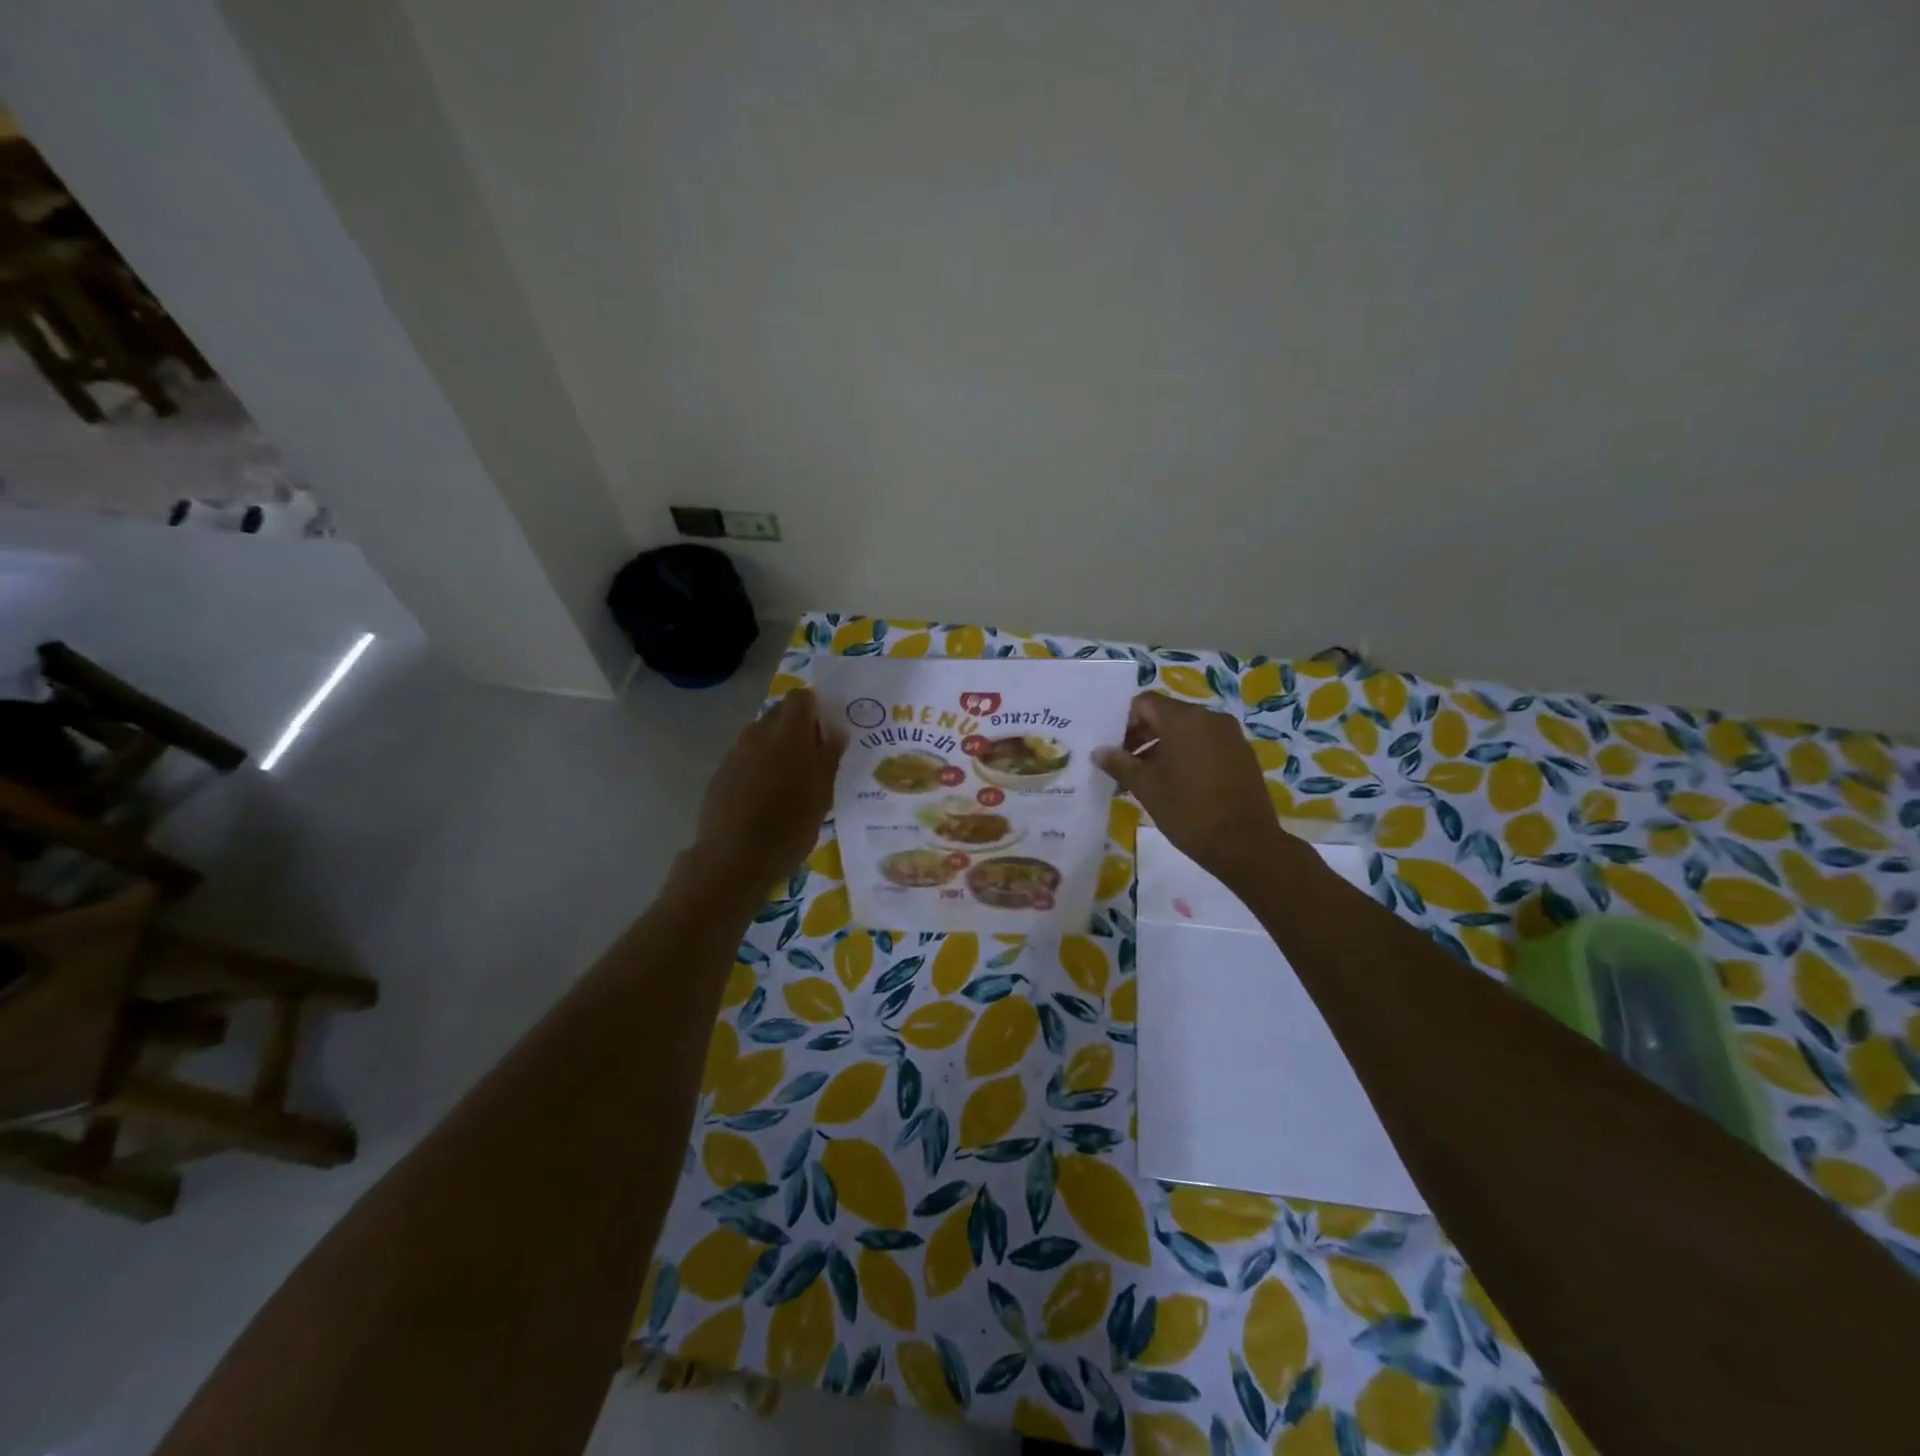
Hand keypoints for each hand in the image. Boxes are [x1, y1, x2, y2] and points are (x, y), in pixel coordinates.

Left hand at [690, 688, 845, 892]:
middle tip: (812, 758)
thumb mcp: (822, 794)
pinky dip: (758, 768)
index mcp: (788, 733)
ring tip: (789, 782)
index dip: (815, 709)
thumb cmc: (790, 826)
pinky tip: (765, 798)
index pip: (801, 697)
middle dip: (796, 728)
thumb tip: (836, 732)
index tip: (825, 733)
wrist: (735, 859)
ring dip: (776, 749)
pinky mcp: (721, 775)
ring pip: (761, 737)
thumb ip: (829, 757)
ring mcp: (735, 754)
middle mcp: (758, 734)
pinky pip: (746, 759)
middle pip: (779, 714)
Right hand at [1093, 692, 1290, 887]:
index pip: (1144, 703)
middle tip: (1128, 765)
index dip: (1125, 722)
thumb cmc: (1188, 811)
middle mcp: (1209, 717)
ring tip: (1151, 778)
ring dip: (1165, 746)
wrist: (1245, 844)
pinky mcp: (1242, 754)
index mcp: (1183, 719)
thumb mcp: (1145, 787)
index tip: (1117, 751)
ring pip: (1187, 730)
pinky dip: (1188, 754)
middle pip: (1167, 714)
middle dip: (1143, 735)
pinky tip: (1181, 784)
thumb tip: (1100, 751)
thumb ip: (1119, 763)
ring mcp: (1230, 735)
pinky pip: (1207, 743)